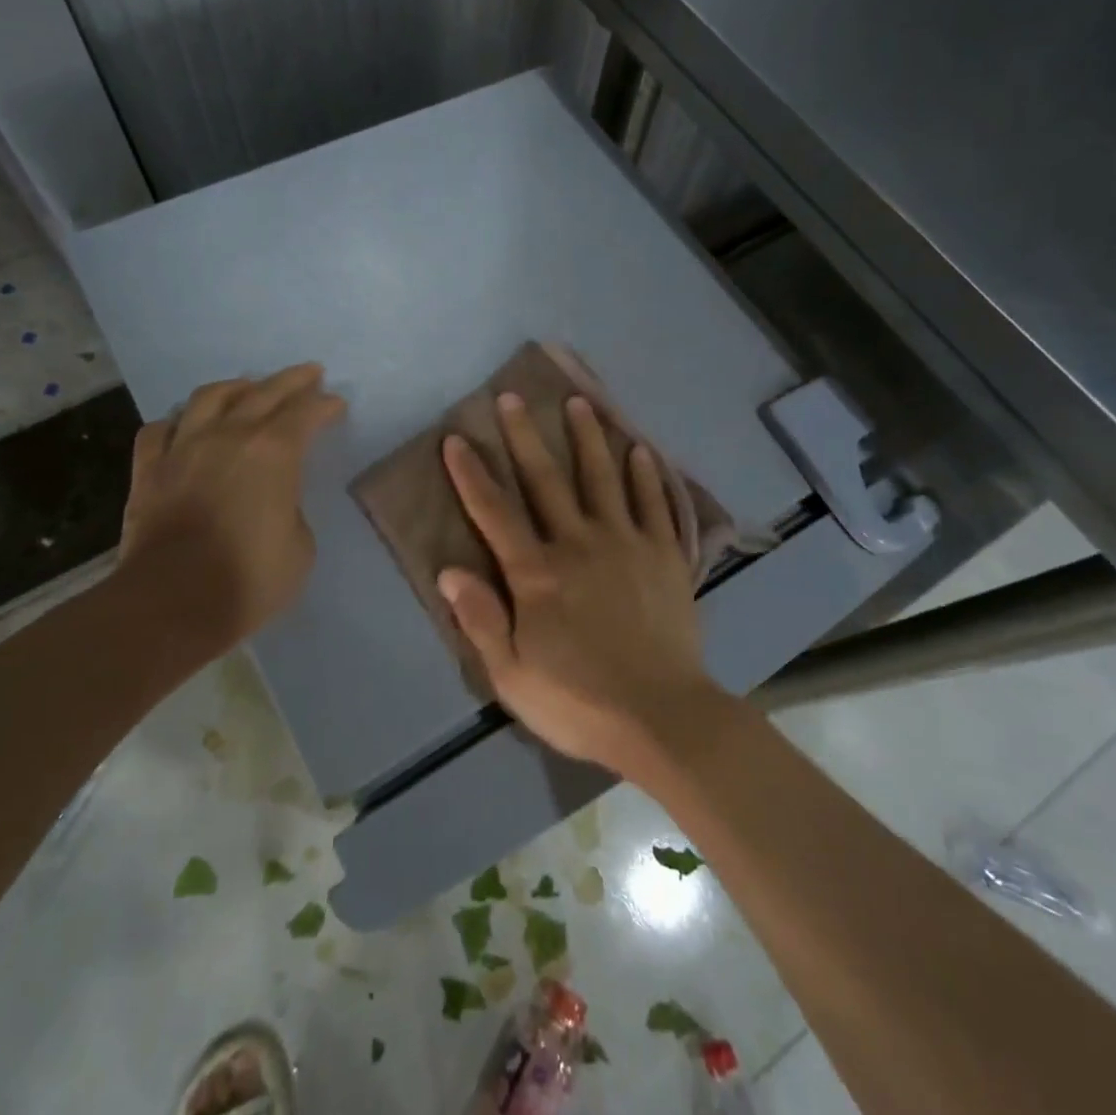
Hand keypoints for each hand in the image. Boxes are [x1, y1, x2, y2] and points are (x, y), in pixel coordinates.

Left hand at [114, 364, 344, 661]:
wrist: (171, 602)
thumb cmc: (249, 578)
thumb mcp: (300, 547)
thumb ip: (291, 510)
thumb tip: (275, 502)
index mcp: (273, 452)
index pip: (305, 413)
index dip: (324, 405)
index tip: (336, 403)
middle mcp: (228, 436)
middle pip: (263, 392)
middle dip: (291, 380)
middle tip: (309, 373)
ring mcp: (183, 448)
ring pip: (208, 398)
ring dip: (235, 387)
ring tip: (247, 387)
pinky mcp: (148, 470)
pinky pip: (159, 430)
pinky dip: (177, 422)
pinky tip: (184, 425)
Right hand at [439, 392, 722, 777]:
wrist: (662, 717)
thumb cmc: (579, 701)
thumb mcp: (512, 675)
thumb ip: (481, 620)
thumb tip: (450, 571)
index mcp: (537, 574)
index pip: (495, 513)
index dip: (472, 474)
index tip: (456, 438)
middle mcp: (579, 544)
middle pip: (546, 480)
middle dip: (525, 436)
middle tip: (513, 397)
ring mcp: (627, 544)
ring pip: (603, 478)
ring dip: (589, 437)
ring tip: (579, 402)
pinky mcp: (665, 555)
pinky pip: (654, 504)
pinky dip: (646, 475)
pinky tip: (640, 450)